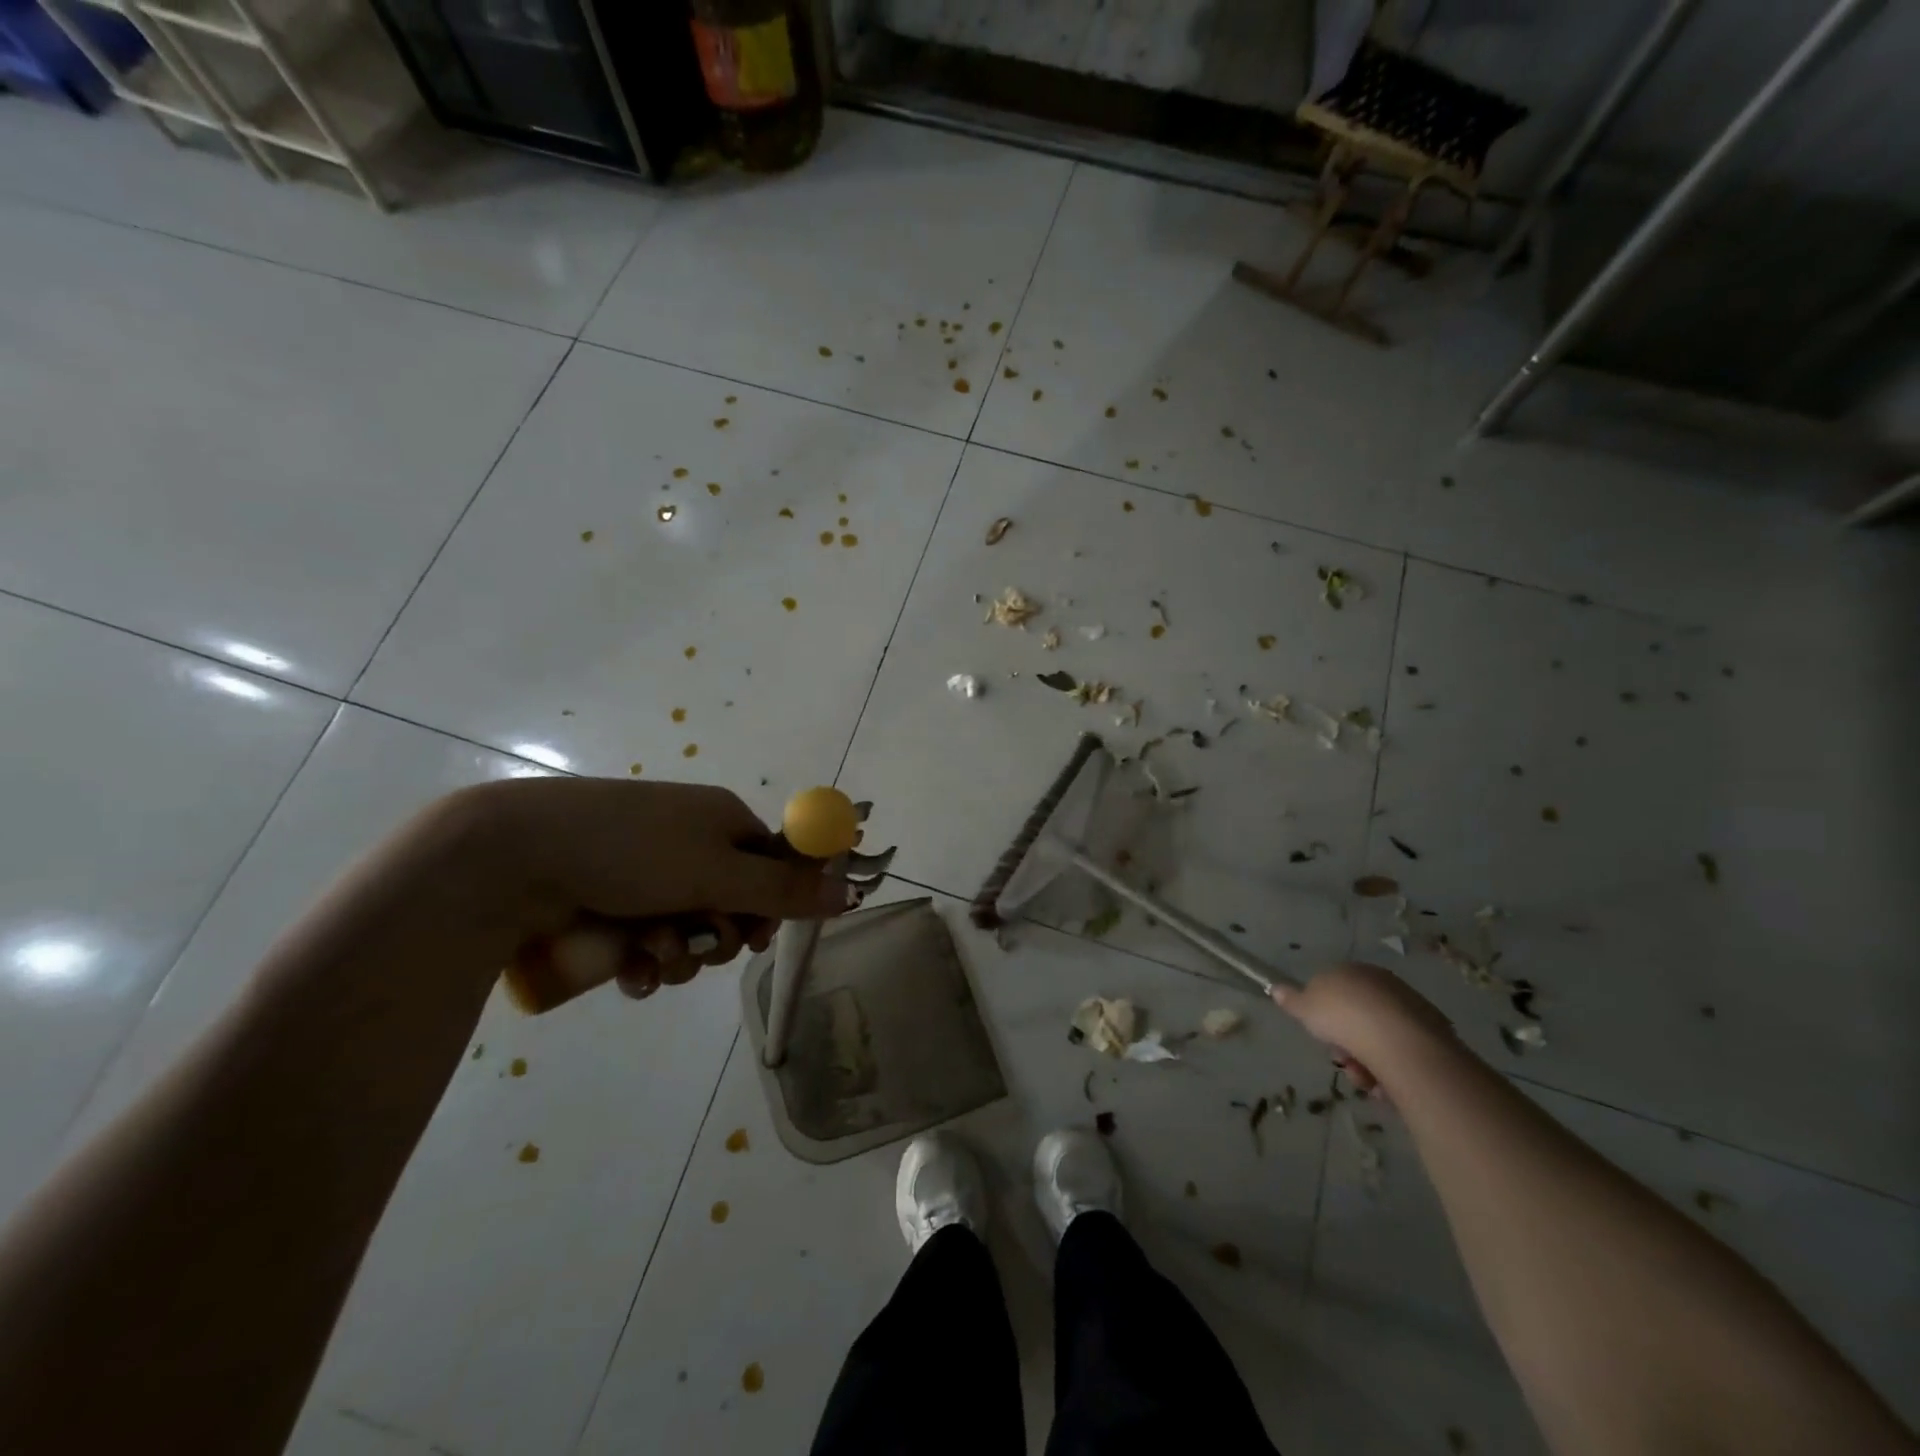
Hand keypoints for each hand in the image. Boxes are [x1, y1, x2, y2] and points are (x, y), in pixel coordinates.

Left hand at [457, 778, 858, 1008]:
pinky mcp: (608, 902)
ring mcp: (645, 872)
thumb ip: (784, 888)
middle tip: (697, 944)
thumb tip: (848, 889)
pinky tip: (628, 971)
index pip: (773, 864)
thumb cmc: (630, 852)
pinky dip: (644, 961)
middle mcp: (689, 841)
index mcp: (722, 820)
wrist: (513, 855)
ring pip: (689, 930)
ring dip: (678, 954)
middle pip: (733, 903)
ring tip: (648, 955)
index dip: (771, 905)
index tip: (757, 935)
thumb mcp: (717, 871)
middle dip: (718, 937)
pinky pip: (647, 941)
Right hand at [1270, 962, 1455, 1094]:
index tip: (1321, 1034)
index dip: (1324, 1014)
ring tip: (1365, 1081)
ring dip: (1366, 1062)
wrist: (1399, 1042)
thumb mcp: (1305, 1007)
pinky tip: (1384, 1085)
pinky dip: (1390, 1070)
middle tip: (1342, 1061)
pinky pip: (1401, 1054)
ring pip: (1379, 1039)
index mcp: (1353, 971)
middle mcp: (1383, 984)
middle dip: (1346, 1043)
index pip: (1334, 989)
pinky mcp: (1433, 1035)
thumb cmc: (1344, 1018)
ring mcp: (1410, 1008)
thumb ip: (1291, 999)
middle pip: (1357, 1017)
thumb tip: (1275, 988)